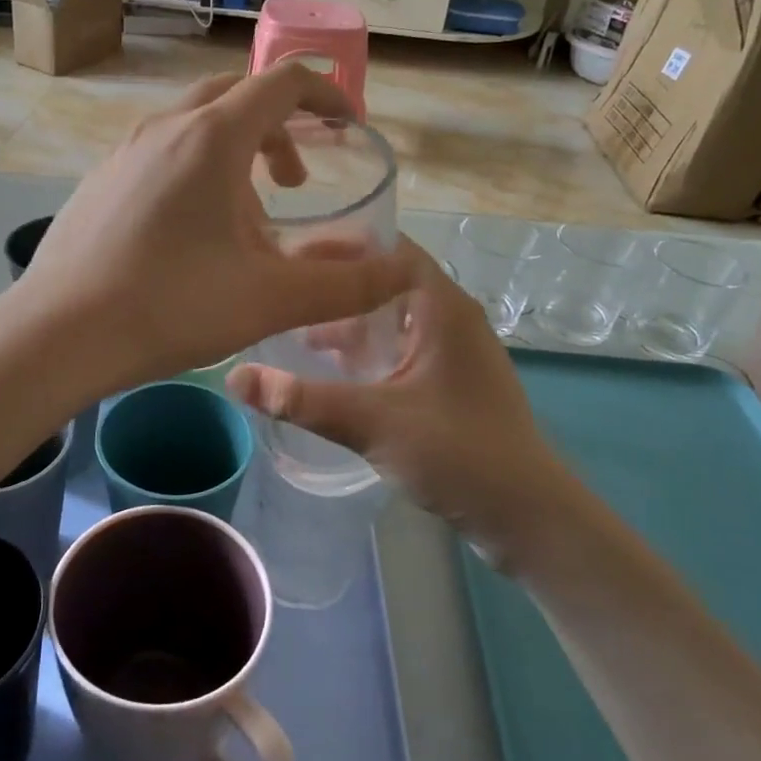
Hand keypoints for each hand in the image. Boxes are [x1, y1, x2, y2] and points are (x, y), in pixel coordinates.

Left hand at [15, 65, 415, 393]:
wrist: (57, 334)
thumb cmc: (171, 307)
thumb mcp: (271, 299)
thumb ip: (346, 285)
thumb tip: (404, 272)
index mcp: (212, 138)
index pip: (282, 83)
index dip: (326, 94)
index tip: (348, 125)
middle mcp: (165, 128)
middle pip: (236, 97)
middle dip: (279, 128)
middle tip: (297, 182)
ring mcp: (123, 151)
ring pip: (195, 127)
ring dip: (235, 155)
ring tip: (247, 220)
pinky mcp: (99, 180)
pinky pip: (160, 154)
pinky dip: (194, 172)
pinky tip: (190, 237)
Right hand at [228, 239, 561, 551]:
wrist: (527, 516)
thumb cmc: (458, 454)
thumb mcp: (372, 422)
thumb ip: (301, 399)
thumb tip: (234, 377)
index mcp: (442, 307)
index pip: (387, 248)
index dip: (339, 244)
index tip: (288, 252)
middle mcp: (452, 317)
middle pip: (387, 280)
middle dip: (336, 284)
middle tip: (284, 289)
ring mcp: (455, 350)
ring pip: (394, 316)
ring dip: (350, 320)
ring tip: (297, 330)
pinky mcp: (453, 380)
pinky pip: (403, 346)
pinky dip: (369, 348)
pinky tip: (335, 371)